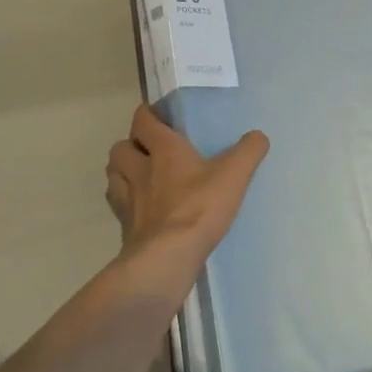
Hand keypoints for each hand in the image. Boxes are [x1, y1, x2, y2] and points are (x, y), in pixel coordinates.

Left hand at [105, 105, 269, 266]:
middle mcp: (140, 169)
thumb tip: (258, 136)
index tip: (156, 116)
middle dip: (130, 145)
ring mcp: (128, 199)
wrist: (168, 257)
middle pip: (120, 147)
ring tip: (138, 177)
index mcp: (164, 149)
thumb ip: (248, 151)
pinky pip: (118, 206)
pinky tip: (141, 209)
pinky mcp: (125, 227)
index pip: (143, 120)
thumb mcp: (234, 174)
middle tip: (147, 150)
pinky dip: (125, 203)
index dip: (147, 115)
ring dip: (121, 172)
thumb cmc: (200, 207)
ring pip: (113, 175)